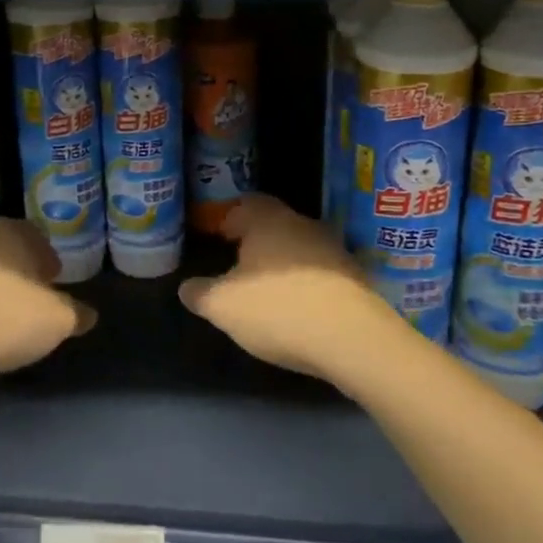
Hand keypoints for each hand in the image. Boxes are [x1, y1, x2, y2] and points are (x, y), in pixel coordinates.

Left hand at [0, 218, 95, 380]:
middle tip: (32, 296)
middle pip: (4, 250)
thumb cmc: (8, 319)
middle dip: (18, 270)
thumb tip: (88, 315)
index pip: (32, 233)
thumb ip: (77, 314)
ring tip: (4, 317)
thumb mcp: (59, 320)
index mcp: (10, 233)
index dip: (45, 255)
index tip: (53, 277)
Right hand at [179, 195, 400, 382]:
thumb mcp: (222, 306)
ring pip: (298, 248)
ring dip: (282, 265)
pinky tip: (297, 310)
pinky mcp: (355, 278)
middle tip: (236, 267)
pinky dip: (306, 285)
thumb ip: (200, 293)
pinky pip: (320, 273)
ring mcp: (333, 250)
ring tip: (266, 293)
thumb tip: (187, 288)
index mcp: (268, 220)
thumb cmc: (278, 309)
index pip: (245, 204)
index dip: (228, 219)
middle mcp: (302, 225)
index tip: (217, 237)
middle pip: (274, 224)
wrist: (354, 339)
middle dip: (255, 242)